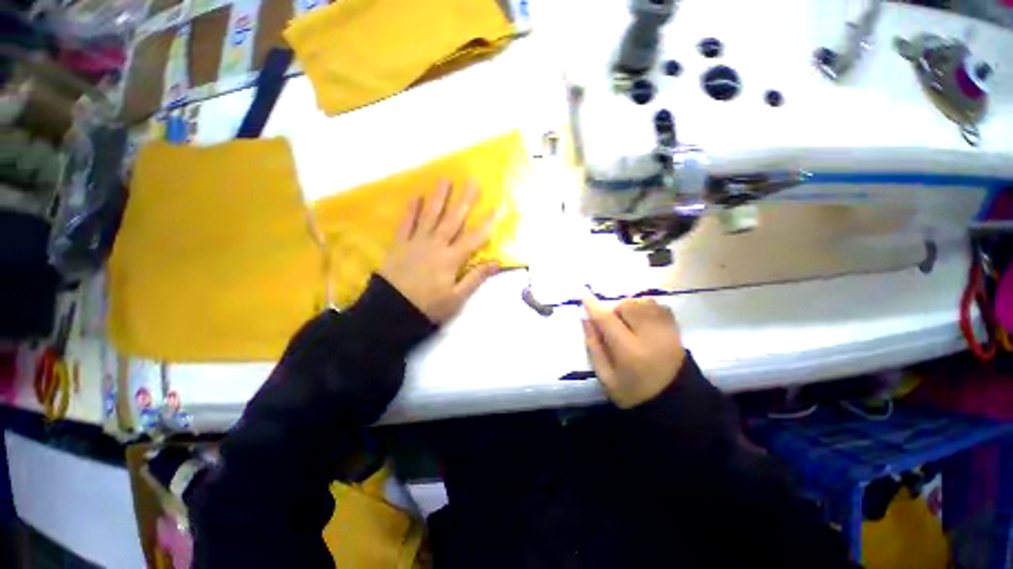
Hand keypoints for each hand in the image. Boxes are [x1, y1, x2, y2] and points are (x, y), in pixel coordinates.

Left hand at [380, 180, 499, 323]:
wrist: (391, 311)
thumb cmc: (428, 307)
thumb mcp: (457, 298)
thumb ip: (476, 278)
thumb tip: (497, 263)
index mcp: (451, 259)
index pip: (474, 238)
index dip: (488, 223)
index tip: (498, 207)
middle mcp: (436, 245)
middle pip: (453, 220)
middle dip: (465, 201)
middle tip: (473, 182)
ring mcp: (416, 242)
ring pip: (430, 216)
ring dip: (439, 197)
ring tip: (446, 180)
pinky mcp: (399, 244)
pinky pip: (406, 223)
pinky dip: (412, 210)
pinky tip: (417, 196)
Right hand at [582, 295, 685, 408]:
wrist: (674, 403)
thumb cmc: (633, 393)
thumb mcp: (606, 377)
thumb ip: (594, 347)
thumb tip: (586, 320)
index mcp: (629, 351)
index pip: (607, 320)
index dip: (593, 306)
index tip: (584, 296)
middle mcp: (650, 336)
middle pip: (627, 305)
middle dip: (615, 310)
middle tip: (614, 326)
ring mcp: (666, 331)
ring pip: (643, 302)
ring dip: (631, 308)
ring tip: (630, 323)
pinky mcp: (676, 330)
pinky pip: (659, 306)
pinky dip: (647, 308)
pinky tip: (643, 321)